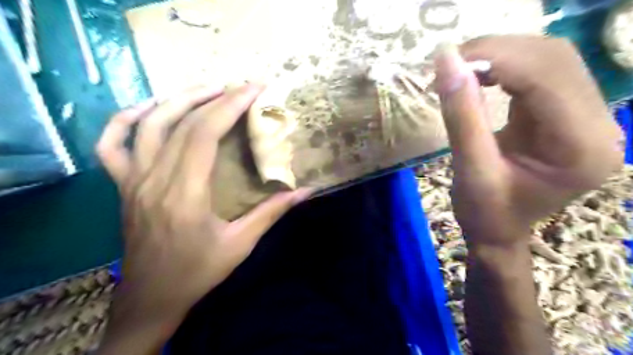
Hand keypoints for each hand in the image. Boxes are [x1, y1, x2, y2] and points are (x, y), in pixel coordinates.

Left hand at [95, 84, 311, 342]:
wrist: (151, 298)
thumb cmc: (198, 272)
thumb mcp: (241, 244)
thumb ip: (272, 213)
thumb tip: (305, 191)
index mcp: (185, 194)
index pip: (204, 133)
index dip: (230, 105)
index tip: (254, 89)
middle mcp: (154, 179)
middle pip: (181, 123)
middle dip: (215, 97)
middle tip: (240, 86)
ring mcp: (132, 181)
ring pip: (148, 125)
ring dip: (178, 99)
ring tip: (207, 89)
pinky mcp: (122, 186)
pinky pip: (111, 144)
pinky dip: (125, 120)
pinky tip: (148, 109)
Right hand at [435, 38, 620, 245]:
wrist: (498, 230)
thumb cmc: (485, 212)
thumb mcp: (469, 169)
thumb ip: (461, 114)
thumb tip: (446, 60)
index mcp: (581, 148)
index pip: (546, 78)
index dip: (497, 57)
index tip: (449, 58)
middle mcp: (598, 125)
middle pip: (554, 60)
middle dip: (497, 51)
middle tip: (451, 61)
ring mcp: (586, 118)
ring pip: (548, 60)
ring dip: (500, 55)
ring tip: (461, 67)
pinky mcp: (565, 114)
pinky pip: (540, 74)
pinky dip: (504, 67)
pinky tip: (479, 74)